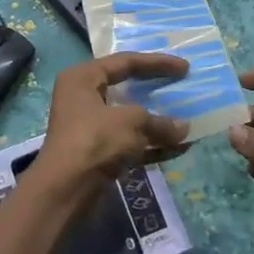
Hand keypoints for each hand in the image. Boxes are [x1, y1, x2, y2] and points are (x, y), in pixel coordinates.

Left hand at [32, 53, 190, 198]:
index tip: (185, 67)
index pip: (125, 62)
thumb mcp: (131, 123)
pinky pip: (130, 142)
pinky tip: (179, 148)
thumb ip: (159, 122)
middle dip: (156, 89)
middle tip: (182, 86)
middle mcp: (83, 98)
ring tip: (187, 119)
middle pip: (126, 88)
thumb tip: (183, 128)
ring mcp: (90, 128)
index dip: (157, 63)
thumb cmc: (94, 140)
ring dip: (158, 121)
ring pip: (130, 118)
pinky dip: (152, 145)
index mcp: (83, 78)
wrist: (66, 191)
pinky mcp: (98, 153)